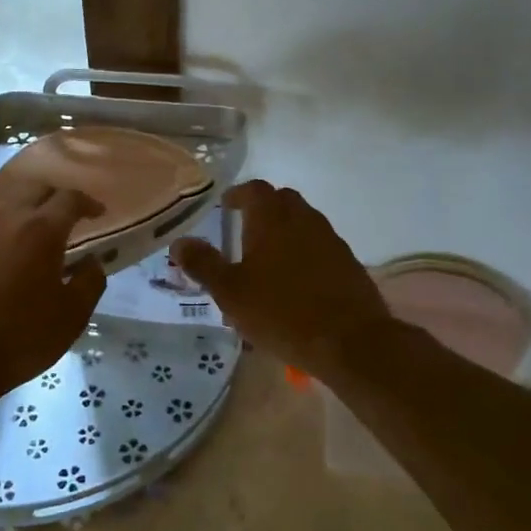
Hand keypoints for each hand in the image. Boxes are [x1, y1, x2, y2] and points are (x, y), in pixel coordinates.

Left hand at [0, 180, 106, 409]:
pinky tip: (8, 254)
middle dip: (56, 197)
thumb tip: (92, 261)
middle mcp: (6, 218)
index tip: (98, 213)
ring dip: (27, 210)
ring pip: (7, 205)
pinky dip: (4, 229)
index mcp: (40, 229)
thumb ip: (90, 281)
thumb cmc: (21, 337)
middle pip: (35, 189)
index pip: (69, 198)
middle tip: (69, 216)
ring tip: (38, 233)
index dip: (88, 202)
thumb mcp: (72, 315)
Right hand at [170, 180, 389, 379]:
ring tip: (266, 260)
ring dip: (284, 231)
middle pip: (281, 200)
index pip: (254, 189)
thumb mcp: (230, 292)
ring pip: (302, 223)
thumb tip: (179, 242)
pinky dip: (303, 252)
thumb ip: (203, 264)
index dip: (238, 194)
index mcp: (272, 218)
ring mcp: (330, 239)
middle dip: (262, 209)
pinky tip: (295, 282)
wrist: (350, 341)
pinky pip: (319, 246)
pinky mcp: (347, 262)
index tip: (225, 206)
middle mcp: (304, 218)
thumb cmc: (281, 311)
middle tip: (243, 230)